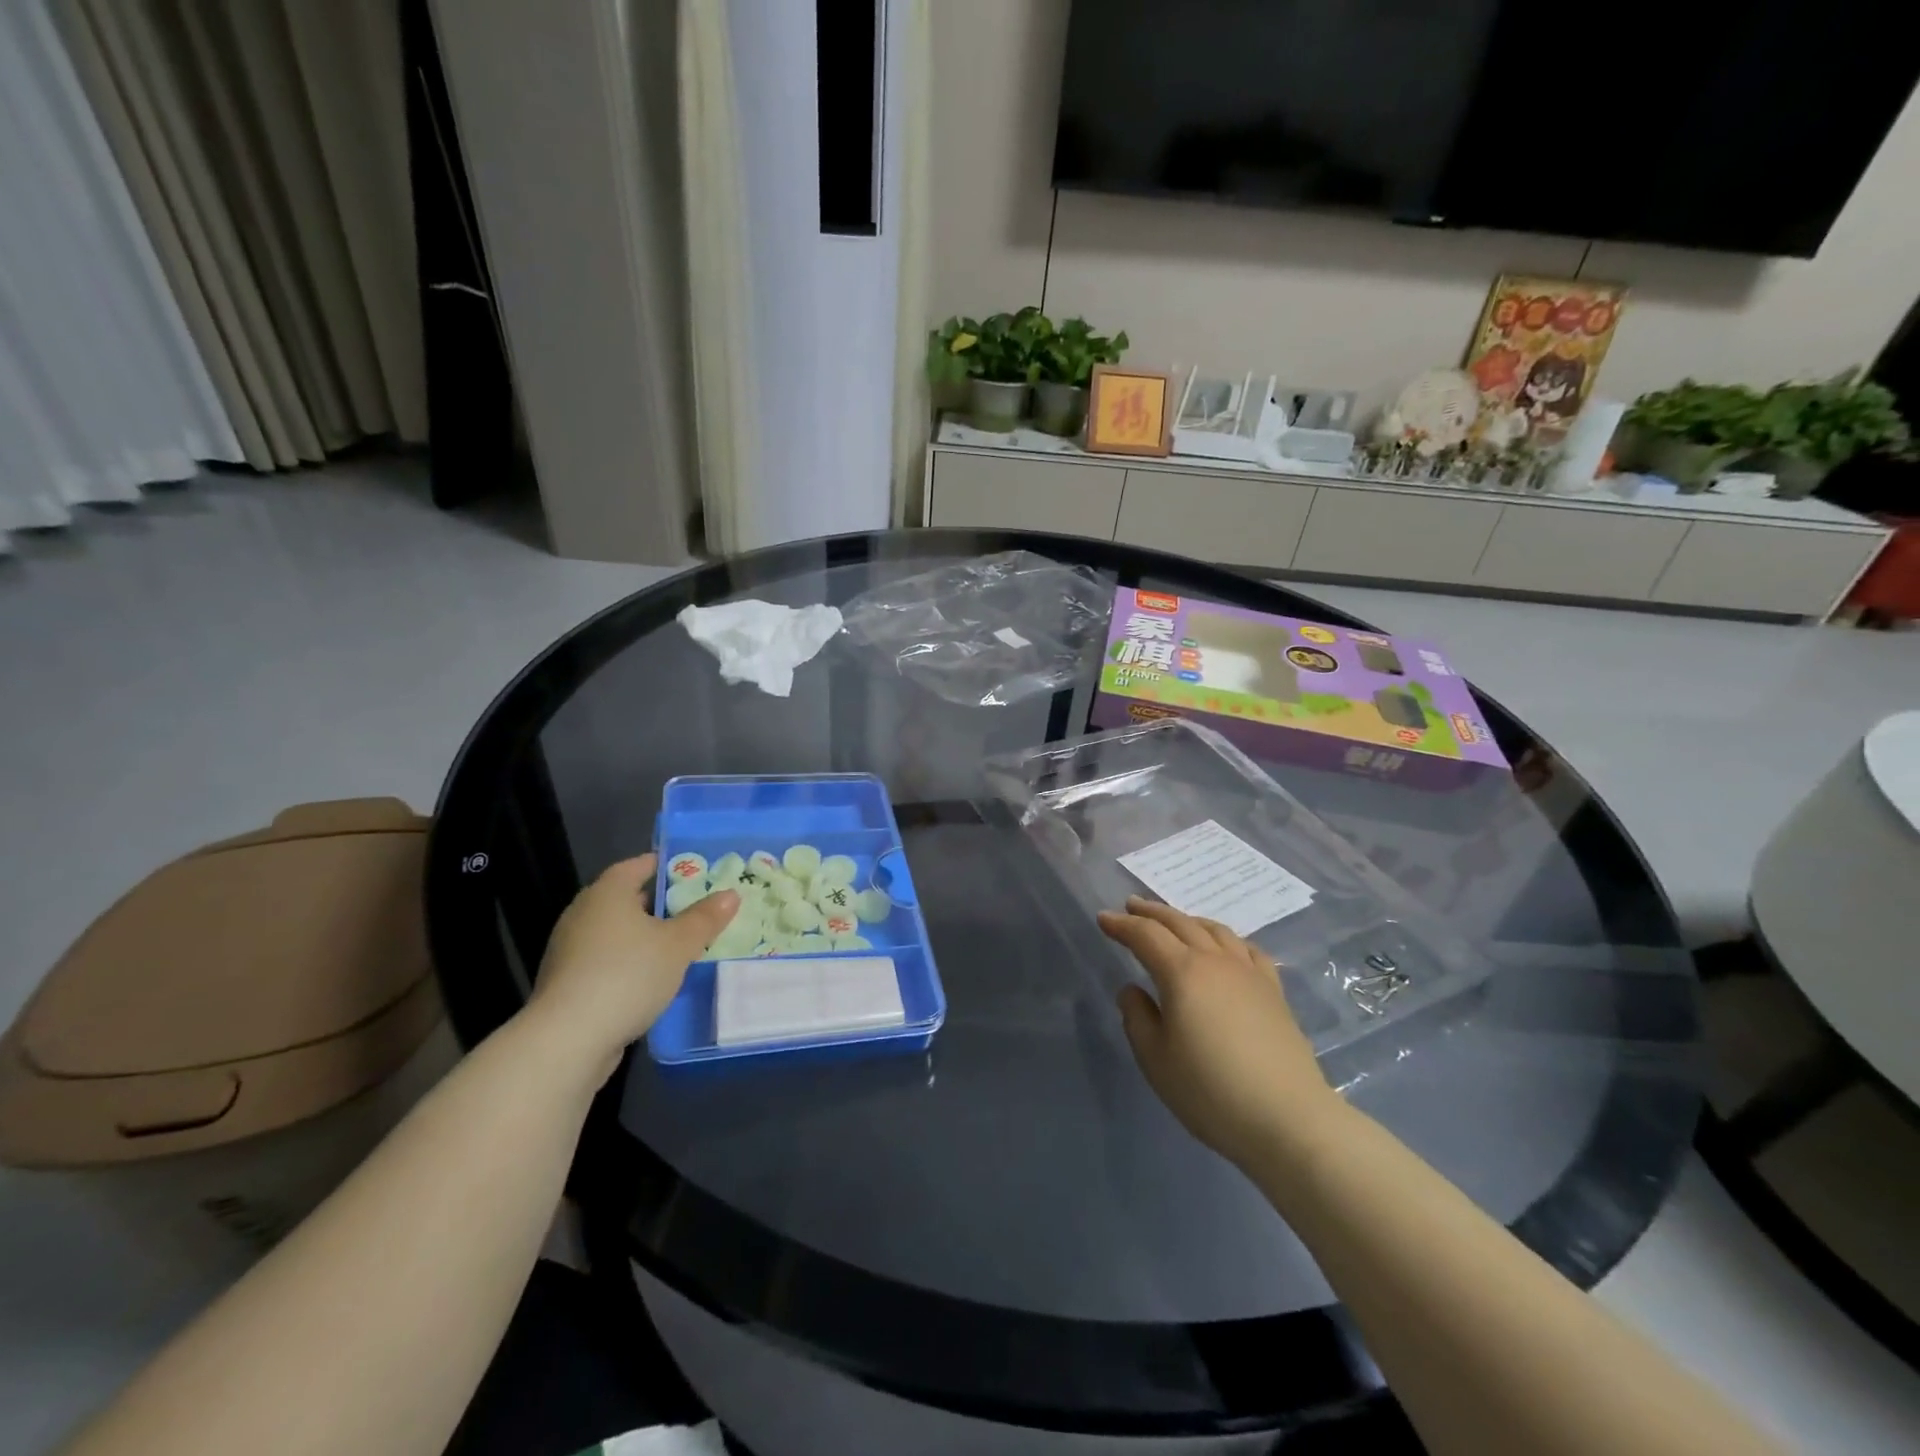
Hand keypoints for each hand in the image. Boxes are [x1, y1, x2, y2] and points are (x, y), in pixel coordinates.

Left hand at [528, 855, 738, 1074]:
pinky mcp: (566, 982)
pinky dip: (628, 962)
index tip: (696, 874)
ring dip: (645, 936)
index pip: (639, 865)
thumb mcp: (679, 945)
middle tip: (696, 911)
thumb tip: (730, 894)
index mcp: (608, 892)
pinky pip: (605, 959)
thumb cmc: (628, 974)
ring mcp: (569, 949)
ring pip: (616, 932)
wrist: (567, 1040)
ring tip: (680, 947)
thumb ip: (705, 918)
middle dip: (661, 904)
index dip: (668, 866)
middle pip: (627, 898)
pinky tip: (651, 979)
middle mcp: (583, 913)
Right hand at [1098, 897, 1342, 1169]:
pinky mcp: (1274, 991)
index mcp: (1182, 973)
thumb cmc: (1210, 1091)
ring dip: (1187, 919)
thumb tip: (1133, 990)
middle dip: (1151, 912)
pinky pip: (1247, 949)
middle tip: (1131, 905)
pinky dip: (1227, 938)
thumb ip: (1137, 1018)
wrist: (1288, 1119)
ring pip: (1215, 930)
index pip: (1145, 935)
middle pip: (1179, 923)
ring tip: (1173, 921)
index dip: (1121, 925)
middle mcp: (1215, 961)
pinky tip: (1225, 947)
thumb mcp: (1156, 1059)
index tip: (1102, 918)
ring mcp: (1249, 973)